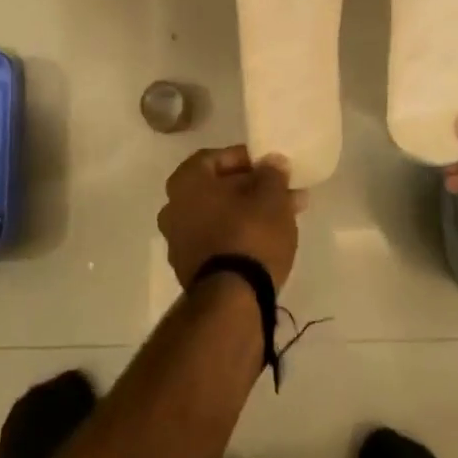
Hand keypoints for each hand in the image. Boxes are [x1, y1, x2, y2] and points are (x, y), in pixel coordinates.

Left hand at [159, 145, 302, 292]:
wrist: (232, 299)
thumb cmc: (249, 234)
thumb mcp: (271, 196)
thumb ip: (272, 173)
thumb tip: (272, 162)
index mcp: (185, 182)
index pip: (213, 158)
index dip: (243, 158)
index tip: (268, 165)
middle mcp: (173, 208)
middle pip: (217, 188)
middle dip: (251, 188)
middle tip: (282, 191)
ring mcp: (178, 241)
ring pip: (219, 216)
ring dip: (249, 212)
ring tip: (284, 216)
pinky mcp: (190, 269)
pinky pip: (217, 240)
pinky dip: (239, 235)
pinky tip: (266, 240)